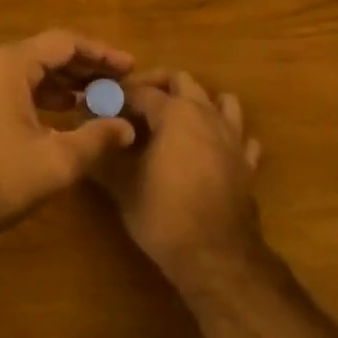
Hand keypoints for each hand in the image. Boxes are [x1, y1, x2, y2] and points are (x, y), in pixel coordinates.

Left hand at [0, 29, 137, 242]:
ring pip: (21, 71)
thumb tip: (126, 128)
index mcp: (7, 64)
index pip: (64, 43)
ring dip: (57, 83)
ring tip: (89, 100)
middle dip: (81, 68)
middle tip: (114, 83)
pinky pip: (2, 86)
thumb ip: (96, 138)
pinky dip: (32, 95)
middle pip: (41, 53)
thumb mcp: (56, 161)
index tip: (129, 67)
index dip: (101, 53)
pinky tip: (51, 116)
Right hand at [97, 70, 266, 292]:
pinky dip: (226, 135)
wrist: (216, 255)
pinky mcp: (248, 163)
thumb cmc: (164, 215)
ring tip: (176, 121)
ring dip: (198, 102)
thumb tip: (89, 138)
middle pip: (182, 82)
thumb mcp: (123, 186)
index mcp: (175, 113)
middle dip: (157, 85)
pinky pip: (241, 137)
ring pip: (221, 101)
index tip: (99, 104)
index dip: (117, 95)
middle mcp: (207, 114)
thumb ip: (105, 156)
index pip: (140, 90)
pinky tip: (212, 150)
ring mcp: (233, 137)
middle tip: (133, 105)